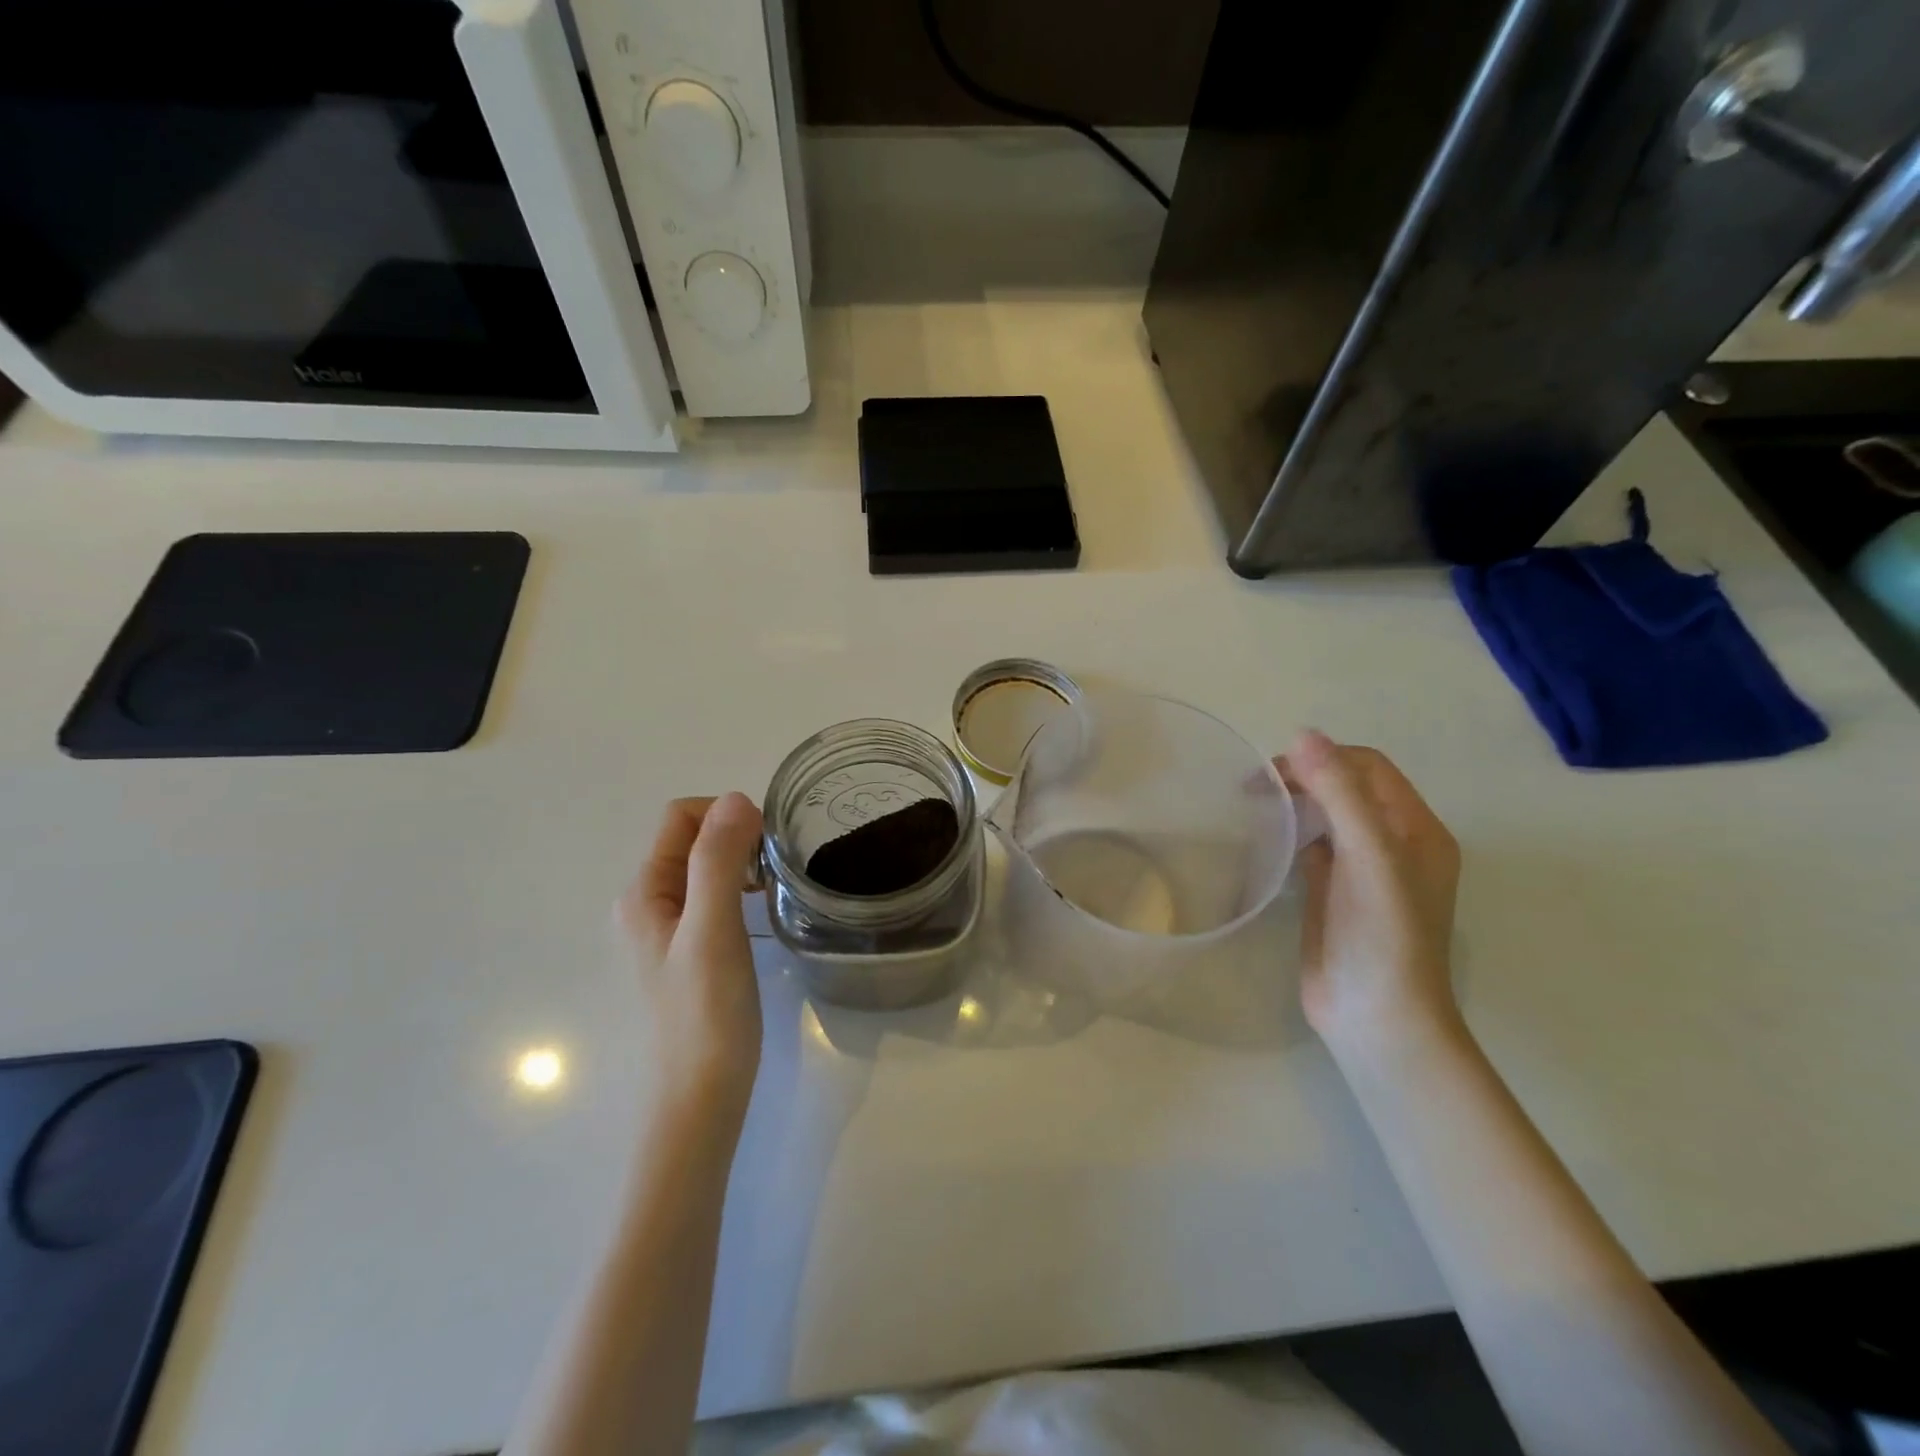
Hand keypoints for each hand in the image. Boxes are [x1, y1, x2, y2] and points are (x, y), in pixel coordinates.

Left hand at [617, 793, 765, 1125]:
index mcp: (645, 890)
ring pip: (705, 864)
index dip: (725, 815)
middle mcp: (649, 901)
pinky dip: (740, 885)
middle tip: (775, 865)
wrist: (703, 1094)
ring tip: (773, 884)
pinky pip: (714, 892)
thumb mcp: (713, 928)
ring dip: (740, 859)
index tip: (766, 844)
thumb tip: (737, 798)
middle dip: (735, 835)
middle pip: (692, 836)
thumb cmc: (707, 1011)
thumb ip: (718, 861)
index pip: (680, 816)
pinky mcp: (690, 947)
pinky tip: (761, 908)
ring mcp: (669, 926)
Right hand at [1279, 732, 1461, 1063]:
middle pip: (1348, 788)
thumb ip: (1341, 794)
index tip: (1275, 769)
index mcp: (1418, 830)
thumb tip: (1303, 734)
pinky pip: (1313, 847)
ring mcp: (1364, 871)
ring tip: (1253, 803)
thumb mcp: (1369, 857)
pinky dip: (1290, 833)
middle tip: (1254, 785)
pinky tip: (1264, 837)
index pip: (1370, 768)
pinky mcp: (1334, 894)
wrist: (1376, 1019)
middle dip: (1305, 776)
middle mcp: (1395, 844)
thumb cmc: (1383, 936)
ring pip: (1328, 816)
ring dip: (1296, 802)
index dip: (1325, 757)